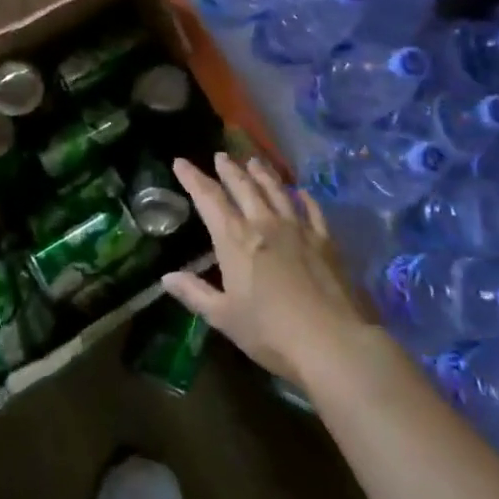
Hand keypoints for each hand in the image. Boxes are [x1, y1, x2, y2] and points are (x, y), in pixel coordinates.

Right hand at [162, 153, 376, 390]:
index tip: (180, 162)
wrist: (331, 342)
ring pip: (276, 191)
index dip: (193, 178)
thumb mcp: (224, 317)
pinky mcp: (325, 241)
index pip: (209, 199)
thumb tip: (166, 277)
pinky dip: (303, 197)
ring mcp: (298, 229)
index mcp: (235, 240)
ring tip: (254, 161)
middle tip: (220, 156)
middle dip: (229, 170)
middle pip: (243, 187)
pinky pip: (312, 210)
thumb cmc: (270, 332)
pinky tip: (301, 192)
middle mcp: (264, 224)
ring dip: (262, 174)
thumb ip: (195, 293)